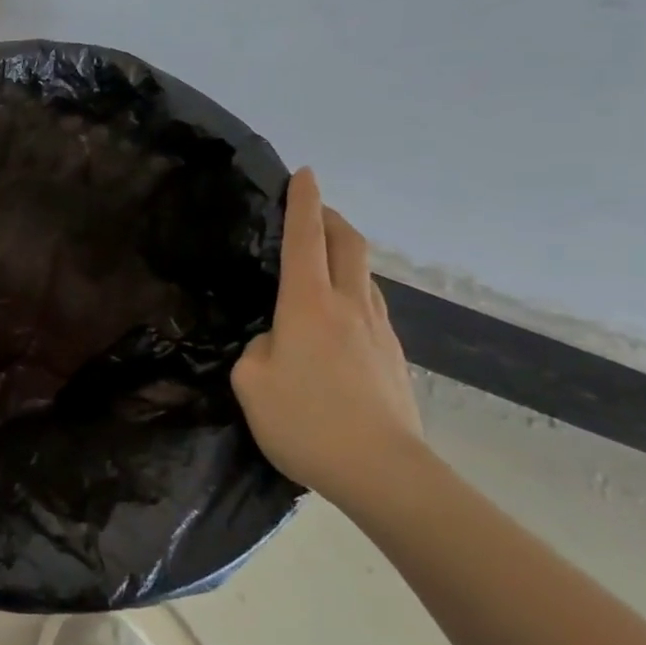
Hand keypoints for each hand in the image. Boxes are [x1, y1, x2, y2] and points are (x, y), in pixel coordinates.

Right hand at [230, 168, 426, 504]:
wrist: (384, 471)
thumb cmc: (306, 421)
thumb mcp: (251, 383)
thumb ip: (257, 350)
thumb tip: (275, 343)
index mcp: (308, 304)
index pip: (306, 238)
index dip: (304, 202)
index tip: (304, 173)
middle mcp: (348, 305)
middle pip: (349, 244)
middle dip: (332, 218)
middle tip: (315, 210)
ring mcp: (378, 330)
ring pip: (364, 275)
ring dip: (346, 255)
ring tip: (325, 262)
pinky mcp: (394, 357)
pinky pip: (371, 307)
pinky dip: (354, 292)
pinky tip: (340, 318)